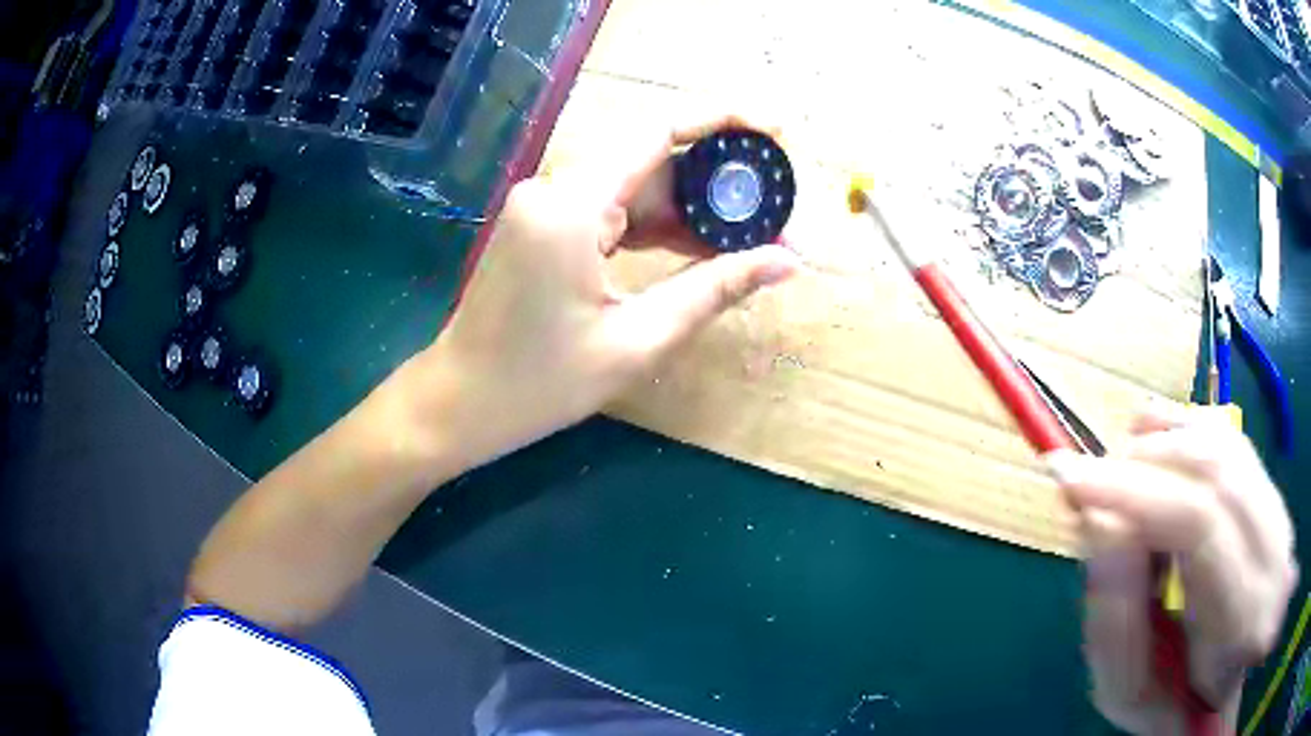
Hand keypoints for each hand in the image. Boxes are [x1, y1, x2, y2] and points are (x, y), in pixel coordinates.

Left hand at [417, 117, 799, 466]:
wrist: (460, 402)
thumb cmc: (540, 383)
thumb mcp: (637, 340)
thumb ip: (715, 289)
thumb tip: (787, 261)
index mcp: (571, 207)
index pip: (658, 131)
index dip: (722, 122)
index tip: (775, 134)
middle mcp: (554, 188)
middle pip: (650, 157)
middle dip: (715, 181)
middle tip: (772, 210)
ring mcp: (543, 204)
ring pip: (634, 183)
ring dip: (690, 207)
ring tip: (748, 236)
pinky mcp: (542, 224)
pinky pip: (611, 206)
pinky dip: (655, 224)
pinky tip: (698, 247)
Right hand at [1047, 406, 1296, 734]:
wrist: (1231, 673)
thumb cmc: (1176, 702)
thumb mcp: (1132, 690)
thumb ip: (1116, 616)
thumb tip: (1099, 522)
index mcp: (1241, 616)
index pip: (1197, 521)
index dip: (1133, 489)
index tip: (1070, 477)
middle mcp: (1271, 550)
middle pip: (1211, 465)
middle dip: (1140, 463)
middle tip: (1089, 484)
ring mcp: (1278, 510)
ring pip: (1220, 441)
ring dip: (1159, 444)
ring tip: (1118, 476)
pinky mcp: (1272, 486)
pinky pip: (1227, 436)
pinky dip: (1182, 429)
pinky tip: (1153, 441)